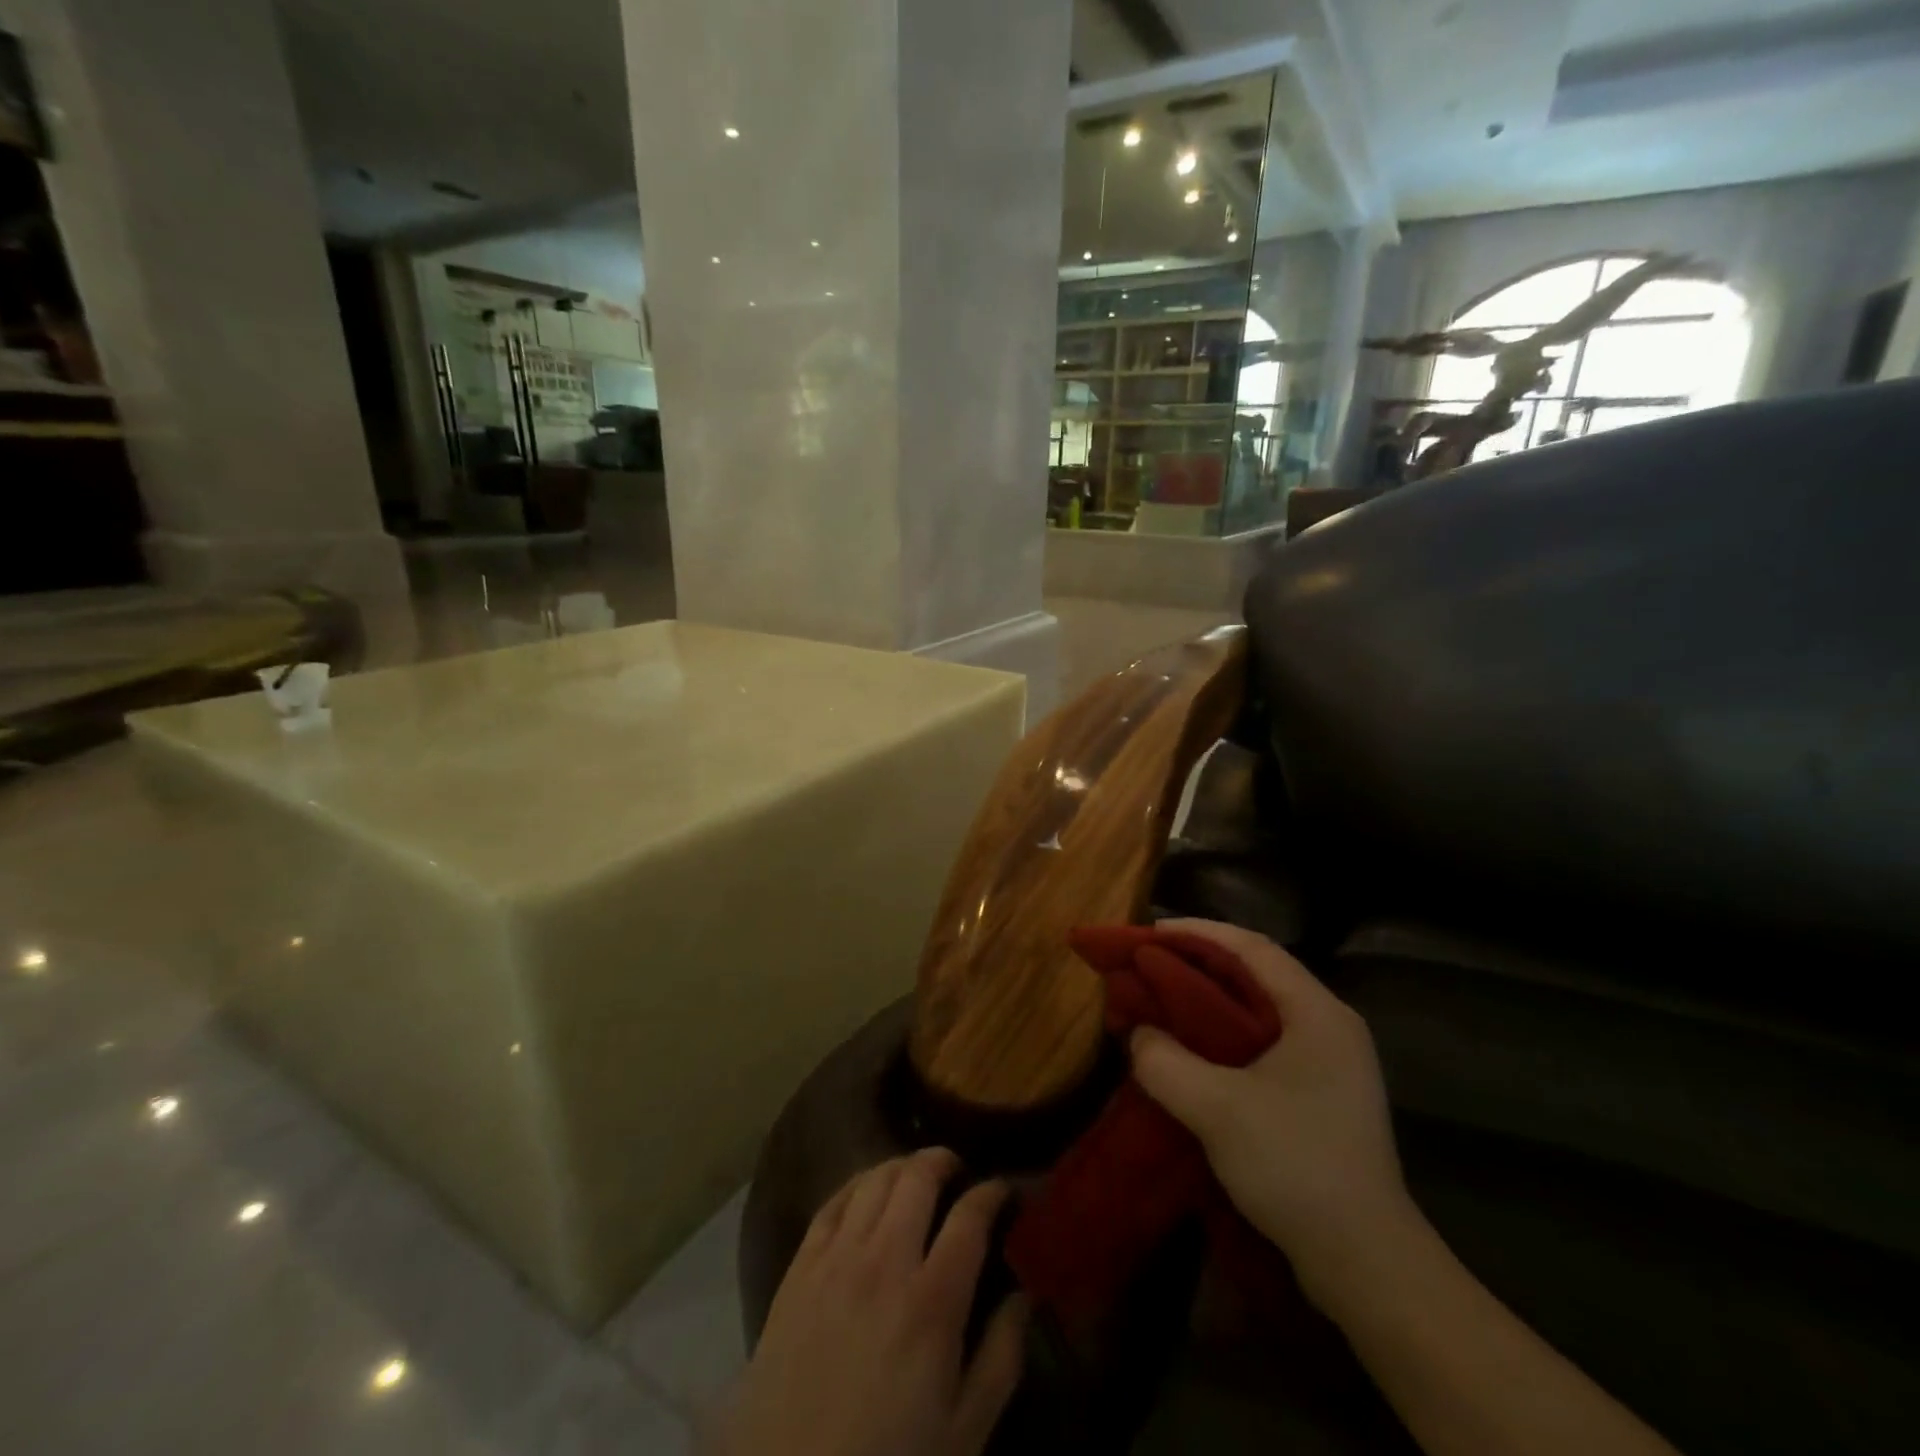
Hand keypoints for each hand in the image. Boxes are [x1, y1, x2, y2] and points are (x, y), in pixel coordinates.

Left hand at [716, 1148, 1027, 1455]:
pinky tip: (868, 1190)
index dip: (992, 1192)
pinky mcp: (800, 1267)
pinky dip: (858, 1183)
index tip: (1003, 1190)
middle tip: (958, 1171)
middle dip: (945, 1160)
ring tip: (917, 1176)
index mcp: (932, 1301)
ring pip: (875, 1179)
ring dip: (903, 1166)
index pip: (970, 1217)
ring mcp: (837, 1259)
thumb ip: (1002, 1356)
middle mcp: (885, 1261)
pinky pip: (833, 1201)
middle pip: (918, 1178)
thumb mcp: (964, 1432)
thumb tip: (1026, 1293)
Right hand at [1129, 919, 1414, 1304]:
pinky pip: (1263, 1042)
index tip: (1149, 933)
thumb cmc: (1296, 1166)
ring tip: (1162, 1001)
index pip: (1252, 948)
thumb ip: (1165, 1062)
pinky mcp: (1321, 1094)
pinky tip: (1193, 1050)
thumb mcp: (1217, 1109)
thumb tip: (1138, 1035)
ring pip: (1258, 1009)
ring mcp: (1330, 1062)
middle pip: (1255, 973)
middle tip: (1149, 965)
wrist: (1365, 1264)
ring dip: (1209, 1000)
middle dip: (1199, 964)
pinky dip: (1223, 1034)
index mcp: (1317, 1012)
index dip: (1198, 933)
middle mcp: (1329, 1025)